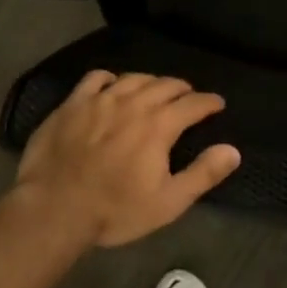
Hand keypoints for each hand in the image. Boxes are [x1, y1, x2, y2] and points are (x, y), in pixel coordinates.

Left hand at [11, 71, 241, 248]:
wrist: (54, 209)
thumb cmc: (115, 210)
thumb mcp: (168, 202)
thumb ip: (203, 174)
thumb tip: (232, 150)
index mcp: (159, 125)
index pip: (193, 104)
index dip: (209, 102)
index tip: (217, 104)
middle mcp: (133, 103)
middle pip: (165, 85)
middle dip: (182, 89)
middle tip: (189, 97)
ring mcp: (99, 100)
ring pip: (133, 78)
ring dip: (151, 81)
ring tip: (156, 89)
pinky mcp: (72, 104)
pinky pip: (96, 78)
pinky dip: (111, 79)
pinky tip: (113, 86)